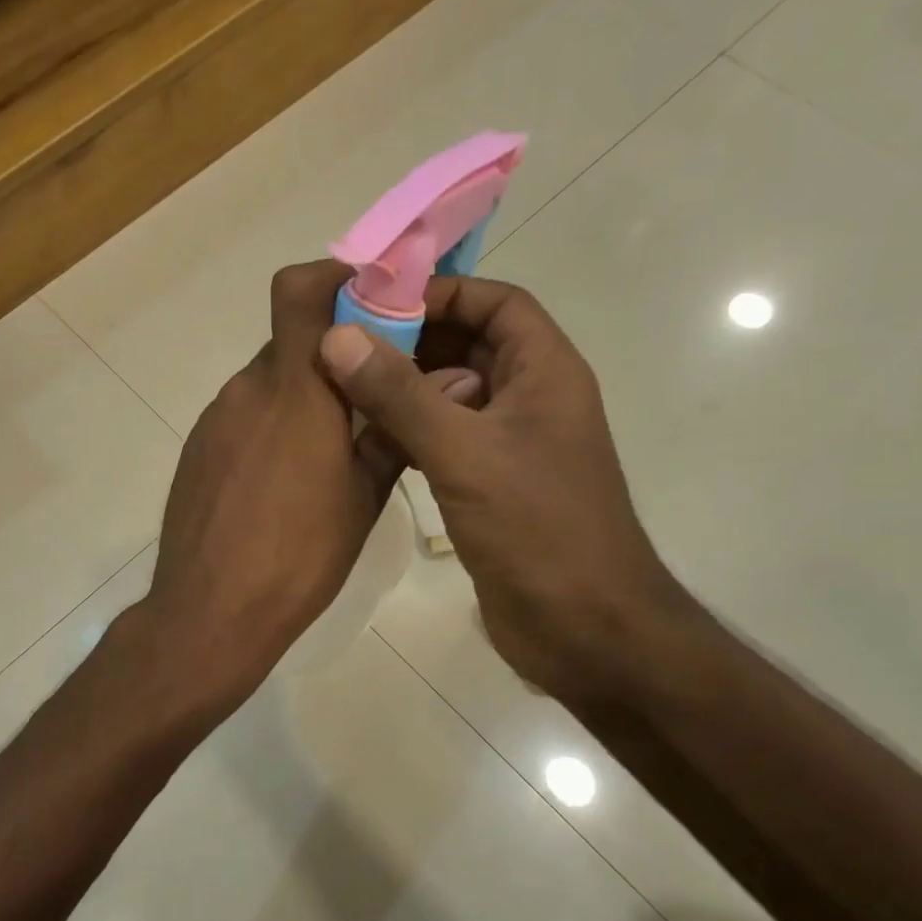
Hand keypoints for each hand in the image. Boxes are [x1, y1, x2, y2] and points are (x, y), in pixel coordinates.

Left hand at [141, 263, 478, 711]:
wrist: (210, 613)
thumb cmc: (299, 558)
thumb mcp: (364, 498)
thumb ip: (398, 431)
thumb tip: (453, 383)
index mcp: (296, 391)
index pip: (300, 290)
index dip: (337, 277)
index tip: (377, 301)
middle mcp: (248, 389)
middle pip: (292, 339)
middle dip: (333, 352)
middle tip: (370, 392)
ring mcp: (216, 418)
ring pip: (269, 381)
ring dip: (303, 394)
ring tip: (329, 451)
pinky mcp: (198, 447)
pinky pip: (243, 415)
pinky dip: (272, 424)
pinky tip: (284, 480)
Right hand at [318, 276, 694, 699]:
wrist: (584, 627)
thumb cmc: (537, 528)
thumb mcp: (463, 452)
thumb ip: (399, 394)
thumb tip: (337, 338)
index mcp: (544, 372)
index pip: (496, 301)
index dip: (442, 292)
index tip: (377, 302)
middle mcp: (530, 399)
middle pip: (469, 345)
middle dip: (411, 342)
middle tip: (344, 347)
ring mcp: (511, 445)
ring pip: (452, 395)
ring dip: (405, 389)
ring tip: (343, 389)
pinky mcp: (491, 485)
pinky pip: (446, 439)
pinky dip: (409, 432)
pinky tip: (366, 440)